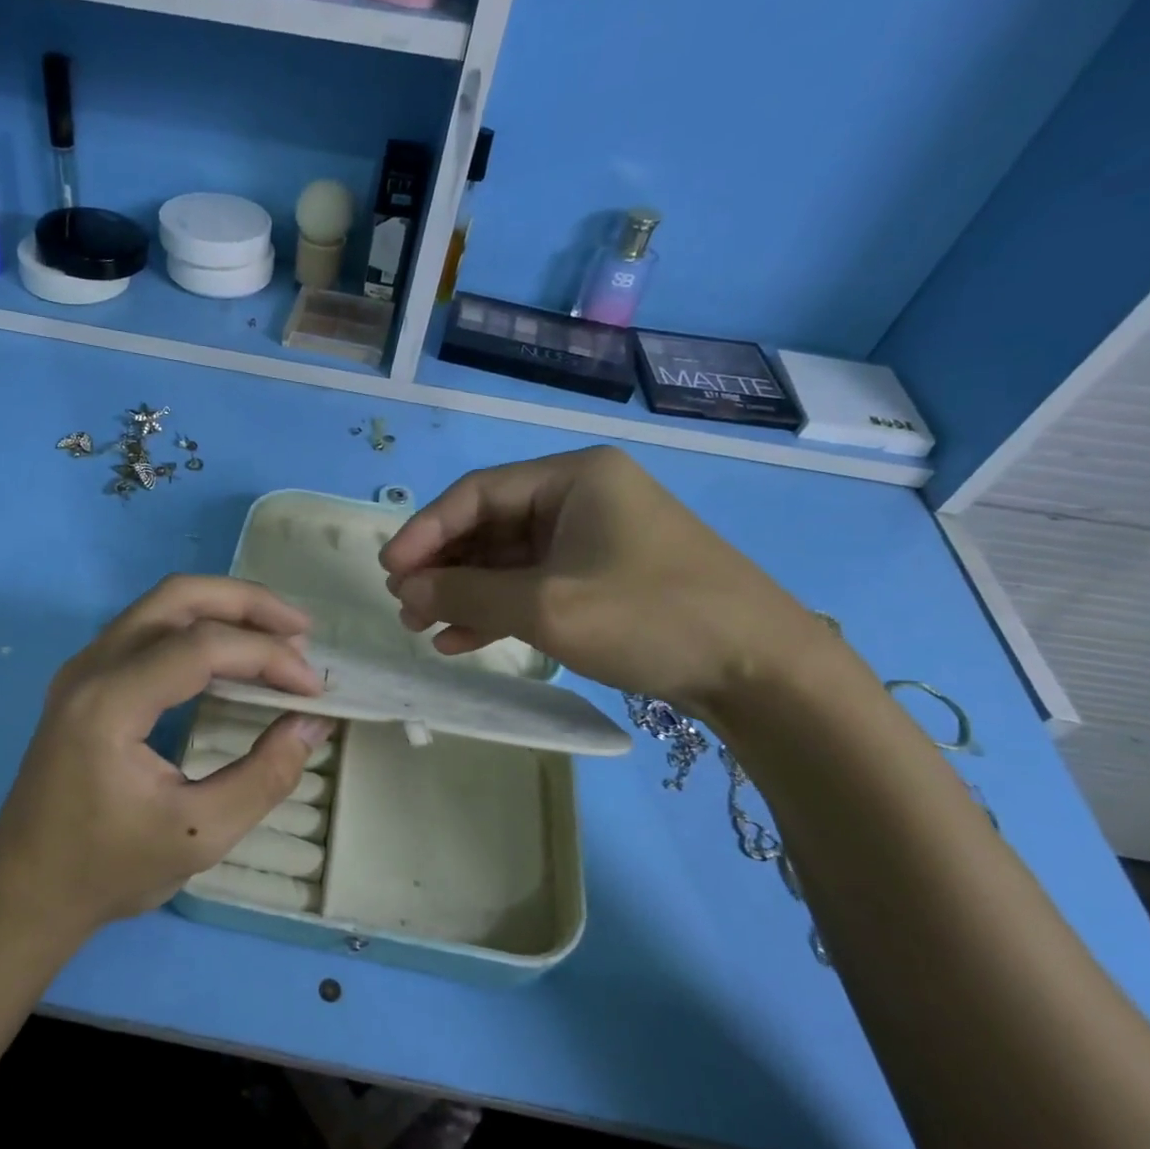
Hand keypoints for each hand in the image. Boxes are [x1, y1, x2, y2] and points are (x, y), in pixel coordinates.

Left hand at [0, 575, 333, 944]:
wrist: (24, 894)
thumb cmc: (107, 870)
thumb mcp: (199, 835)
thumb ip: (265, 776)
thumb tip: (311, 724)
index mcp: (109, 703)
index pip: (201, 647)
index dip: (267, 656)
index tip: (313, 689)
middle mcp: (91, 667)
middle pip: (177, 597)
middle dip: (248, 604)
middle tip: (302, 630)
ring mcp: (83, 668)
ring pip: (162, 604)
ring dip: (224, 610)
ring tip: (278, 636)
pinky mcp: (86, 680)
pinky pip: (149, 628)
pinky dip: (199, 628)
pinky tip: (231, 655)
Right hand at [379, 447, 829, 715]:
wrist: (760, 670)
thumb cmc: (649, 617)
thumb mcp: (546, 605)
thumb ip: (466, 591)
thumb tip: (406, 587)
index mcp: (573, 477)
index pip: (477, 493)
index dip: (426, 530)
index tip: (389, 569)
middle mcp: (581, 498)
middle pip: (490, 525)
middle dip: (443, 567)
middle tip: (404, 605)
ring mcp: (593, 540)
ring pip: (508, 560)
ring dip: (464, 592)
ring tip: (423, 626)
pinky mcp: (602, 579)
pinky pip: (533, 585)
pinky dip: (497, 610)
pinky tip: (460, 640)